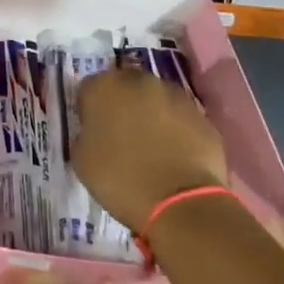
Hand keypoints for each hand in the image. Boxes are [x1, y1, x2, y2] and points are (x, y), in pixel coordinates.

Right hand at [73, 68, 226, 233]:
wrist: (180, 202)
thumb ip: (84, 135)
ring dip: (151, 115)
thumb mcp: (82, 161)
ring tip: (152, 148)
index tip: (92, 132)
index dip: (89, 111)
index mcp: (104, 87)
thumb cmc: (121, 180)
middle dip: (122, 106)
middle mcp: (139, 81)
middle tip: (122, 137)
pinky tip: (175, 157)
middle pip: (124, 87)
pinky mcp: (201, 115)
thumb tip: (93, 133)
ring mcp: (175, 95)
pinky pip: (180, 119)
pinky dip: (176, 131)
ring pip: (155, 100)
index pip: (89, 90)